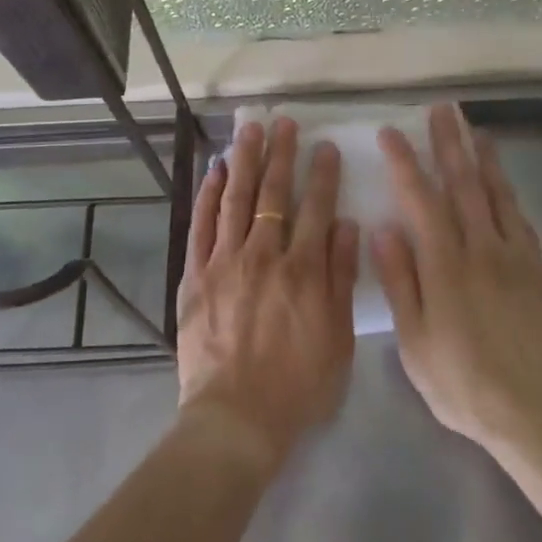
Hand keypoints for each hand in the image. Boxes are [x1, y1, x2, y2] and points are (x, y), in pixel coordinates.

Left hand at [177, 118, 358, 470]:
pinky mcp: (195, 275)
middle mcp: (263, 256)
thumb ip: (341, 277)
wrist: (236, 418)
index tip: (324, 146)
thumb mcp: (338, 337)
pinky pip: (201, 225)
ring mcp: (224, 262)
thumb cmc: (298, 385)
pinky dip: (207, 195)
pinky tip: (213, 171)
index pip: (316, 208)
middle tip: (283, 122)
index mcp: (303, 270)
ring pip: (235, 199)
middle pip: (273, 194)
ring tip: (249, 130)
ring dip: (243, 161)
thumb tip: (346, 224)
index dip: (321, 174)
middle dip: (280, 154)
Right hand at [371, 104, 541, 453]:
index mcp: (445, 266)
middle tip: (442, 109)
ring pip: (497, 194)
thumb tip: (383, 228)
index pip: (421, 199)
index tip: (391, 132)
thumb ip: (400, 281)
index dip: (405, 162)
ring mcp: (515, 258)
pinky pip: (521, 220)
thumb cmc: (462, 382)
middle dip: (449, 143)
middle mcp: (482, 250)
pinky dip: (509, 193)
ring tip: (474, 129)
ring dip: (484, 157)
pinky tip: (503, 183)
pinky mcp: (538, 271)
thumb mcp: (414, 342)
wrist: (536, 413)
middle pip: (464, 184)